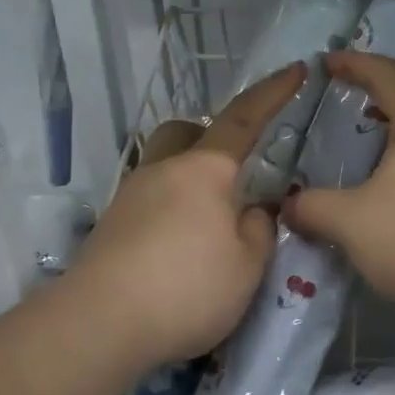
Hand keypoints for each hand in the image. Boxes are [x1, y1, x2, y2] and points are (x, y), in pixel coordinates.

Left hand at [63, 64, 303, 369]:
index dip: (273, 92)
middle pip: (185, 131)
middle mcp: (163, 171)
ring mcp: (130, 197)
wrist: (98, 326)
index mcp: (205, 171)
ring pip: (163, 165)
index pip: (244, 119)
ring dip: (190, 179)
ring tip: (211, 223)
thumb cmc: (187, 289)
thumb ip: (258, 230)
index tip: (296, 69)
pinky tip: (181, 248)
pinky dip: (171, 210)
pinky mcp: (109, 228)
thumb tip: (251, 212)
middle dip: (211, 136)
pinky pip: (148, 200)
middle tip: (234, 169)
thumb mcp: (247, 266)